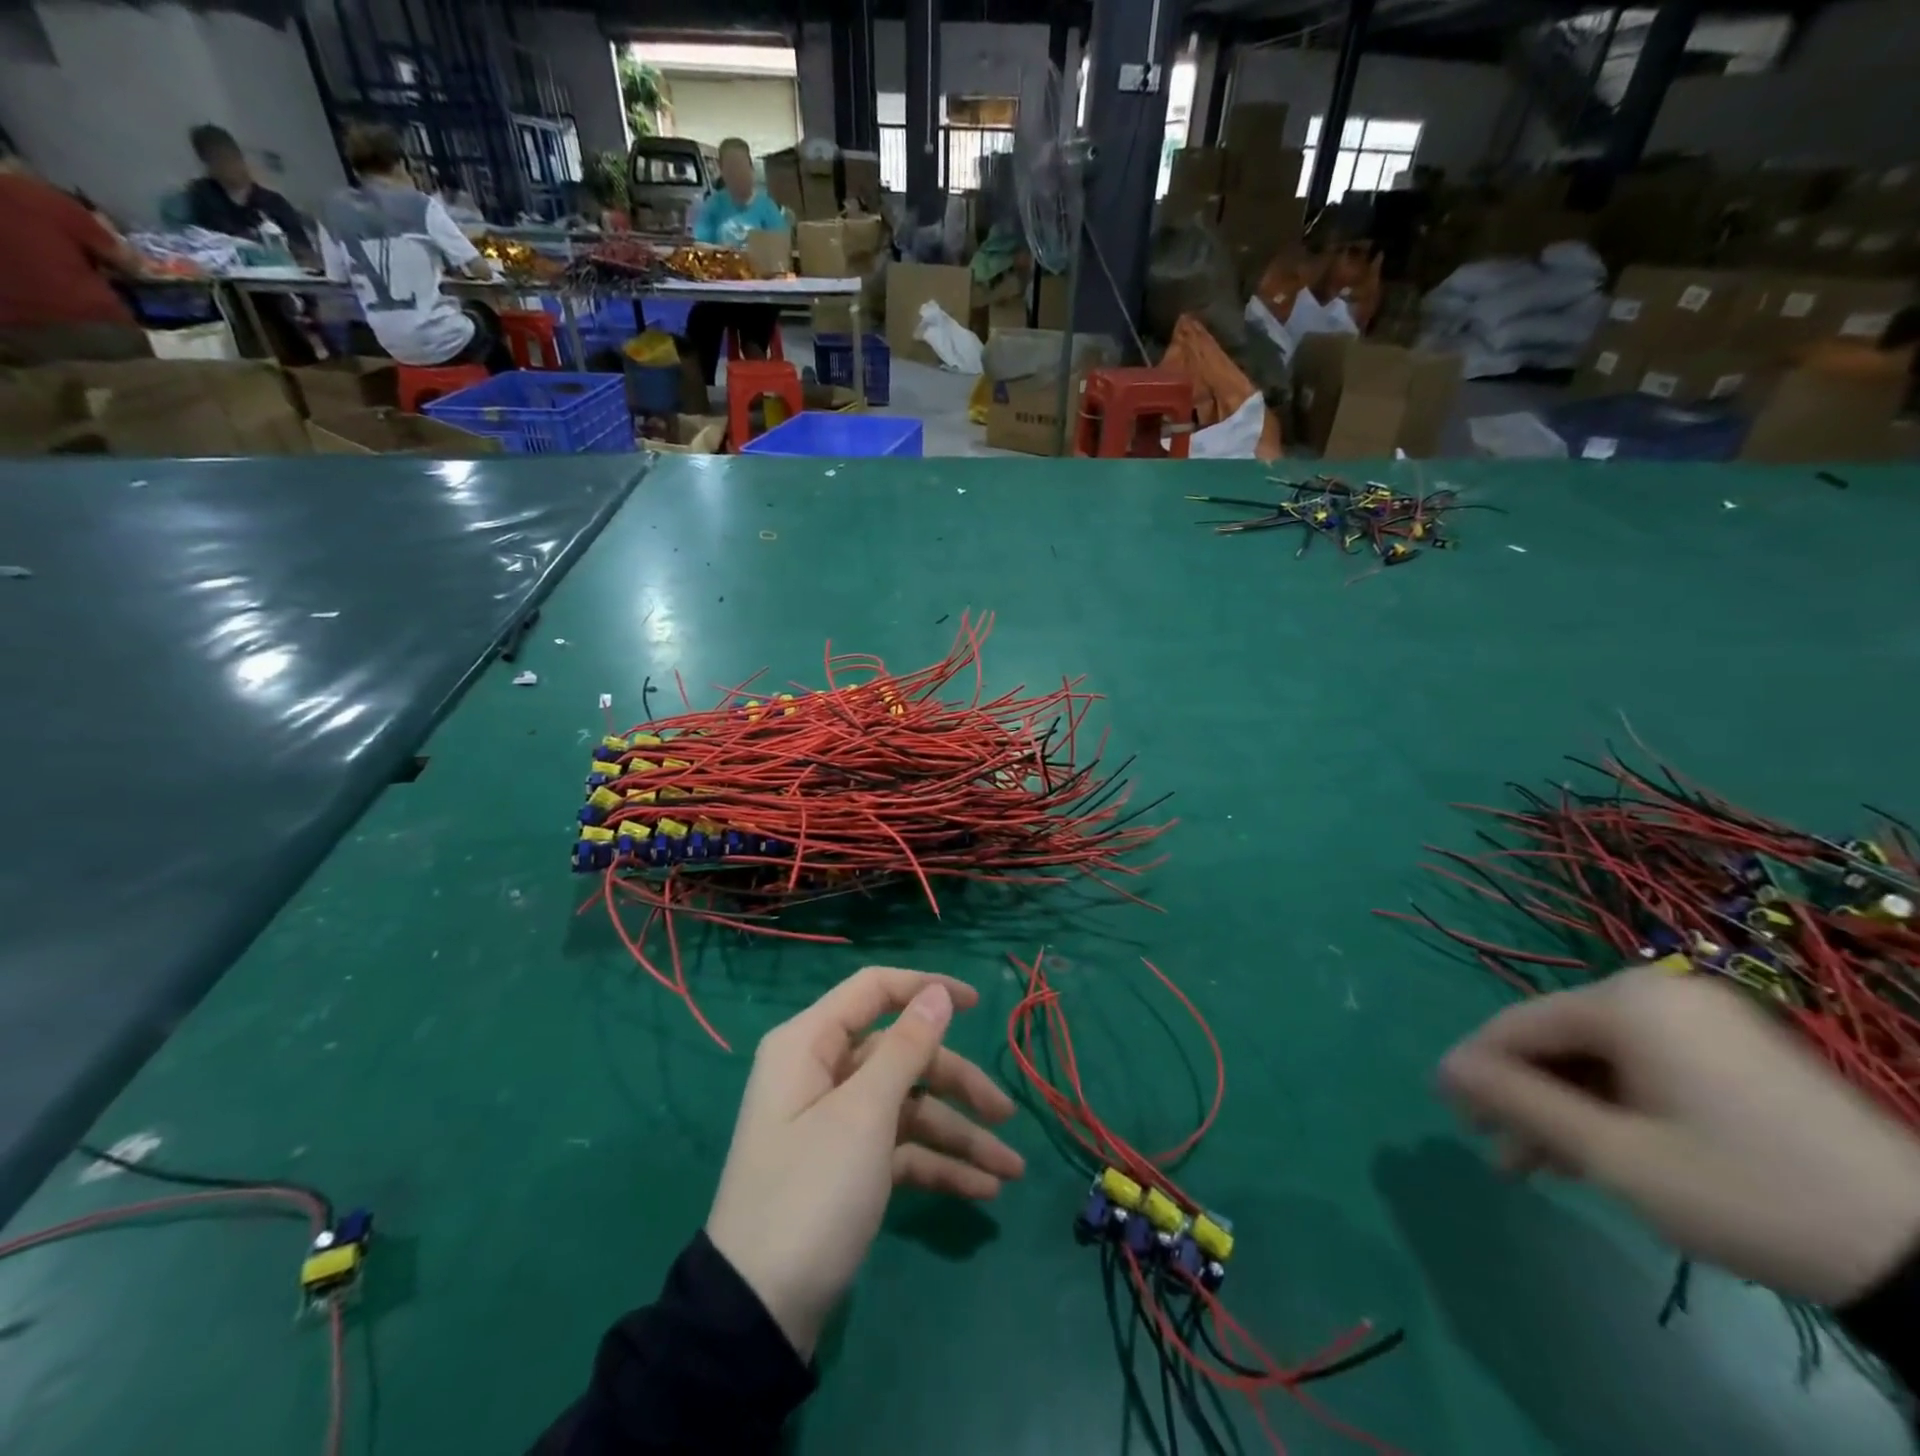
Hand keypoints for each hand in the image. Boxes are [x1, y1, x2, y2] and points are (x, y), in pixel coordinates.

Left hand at [705, 966, 1025, 1357]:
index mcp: (809, 1043)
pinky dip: (937, 1165)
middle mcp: (821, 1072)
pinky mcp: (846, 1166)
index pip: (874, 990)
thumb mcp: (864, 1115)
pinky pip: (900, 1148)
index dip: (925, 989)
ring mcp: (834, 1122)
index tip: (976, 1004)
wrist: (758, 1314)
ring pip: (908, 1106)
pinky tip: (982, 1191)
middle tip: (1006, 1115)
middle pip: (901, 1055)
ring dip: (958, 1134)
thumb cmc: (811, 1193)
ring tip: (1011, 1170)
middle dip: (956, 1084)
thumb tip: (937, 992)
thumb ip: (906, 1047)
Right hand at [1439, 967, 1919, 1305]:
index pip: (1517, 1025)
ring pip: (1598, 1057)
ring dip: (1565, 1108)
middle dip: (1526, 1099)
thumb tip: (1443, 1068)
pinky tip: (1600, 1149)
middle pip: (1558, 1041)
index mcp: (1626, 1002)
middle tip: (1502, 1156)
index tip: (1453, 1114)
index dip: (1476, 1070)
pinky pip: (1642, 1064)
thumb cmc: (1746, 1193)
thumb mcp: (1614, 1154)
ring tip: (1544, 1168)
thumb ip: (1517, 1101)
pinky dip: (1612, 1103)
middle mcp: (1657, 992)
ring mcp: (1702, 1018)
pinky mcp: (1734, 1048)